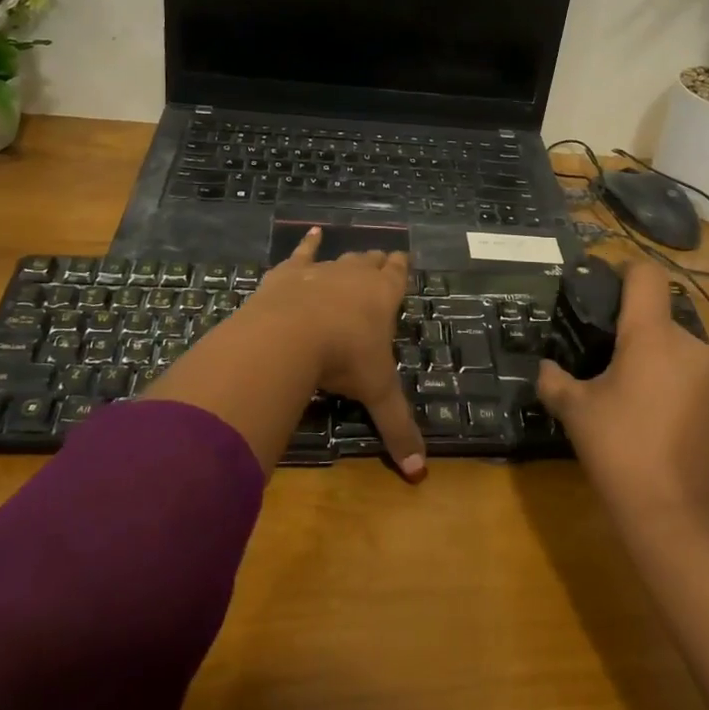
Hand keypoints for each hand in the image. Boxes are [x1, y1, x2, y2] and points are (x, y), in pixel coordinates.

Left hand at [241, 228, 426, 480]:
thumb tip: (420, 475)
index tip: (403, 258)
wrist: (289, 336)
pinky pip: (301, 254)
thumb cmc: (343, 359)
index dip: (400, 268)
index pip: (397, 276)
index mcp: (382, 297)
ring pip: (340, 258)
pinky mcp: (289, 274)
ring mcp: (321, 271)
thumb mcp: (376, 393)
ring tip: (354, 253)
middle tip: (381, 260)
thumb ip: (398, 429)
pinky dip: (307, 245)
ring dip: (347, 258)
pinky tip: (310, 234)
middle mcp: (355, 276)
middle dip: (377, 262)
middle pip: (370, 262)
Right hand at [537, 260, 708, 529]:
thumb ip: (554, 380)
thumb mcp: (575, 411)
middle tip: (597, 351)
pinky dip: (666, 376)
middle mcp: (690, 344)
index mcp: (653, 335)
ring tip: (620, 386)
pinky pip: (687, 369)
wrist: (677, 518)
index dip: (622, 270)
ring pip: (673, 343)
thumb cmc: (621, 451)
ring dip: (649, 353)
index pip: (646, 275)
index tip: (599, 288)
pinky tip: (646, 410)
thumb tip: (544, 368)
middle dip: (630, 325)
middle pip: (657, 311)